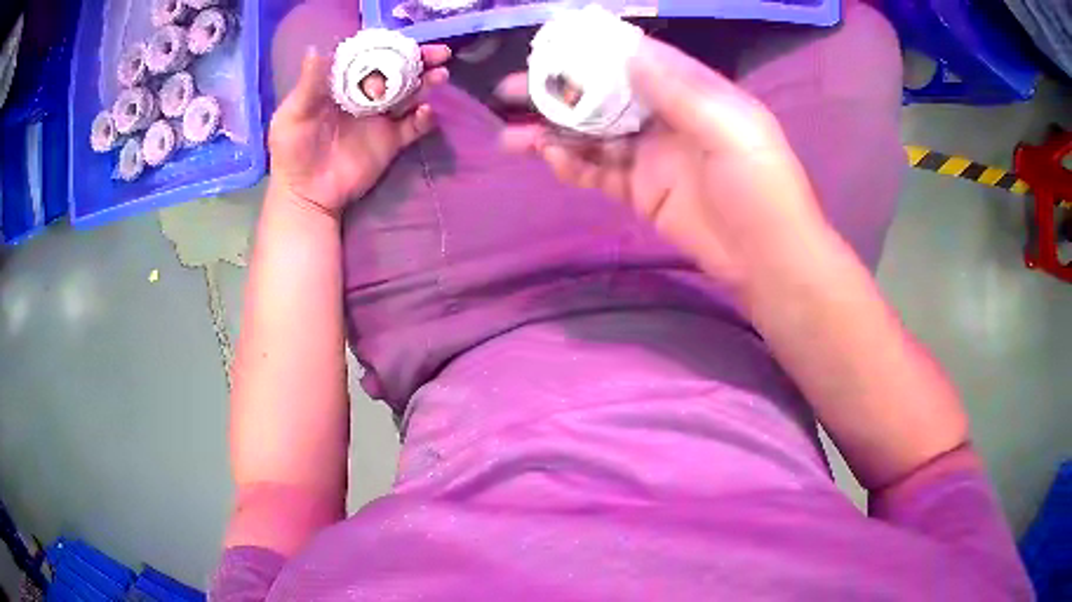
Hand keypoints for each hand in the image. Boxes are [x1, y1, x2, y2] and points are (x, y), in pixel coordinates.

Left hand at [269, 45, 450, 215]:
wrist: (306, 195)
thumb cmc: (293, 152)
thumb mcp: (292, 116)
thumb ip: (307, 85)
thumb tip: (315, 49)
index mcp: (344, 85)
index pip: (372, 58)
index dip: (390, 47)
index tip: (407, 40)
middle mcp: (366, 96)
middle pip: (398, 72)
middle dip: (420, 60)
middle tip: (440, 53)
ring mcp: (381, 119)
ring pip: (411, 95)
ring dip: (427, 84)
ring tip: (440, 76)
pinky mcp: (391, 141)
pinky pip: (415, 126)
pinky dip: (425, 118)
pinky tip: (426, 112)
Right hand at [498, 37, 822, 285]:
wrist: (767, 260)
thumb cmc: (760, 188)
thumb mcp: (730, 129)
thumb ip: (680, 90)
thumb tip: (630, 52)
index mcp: (693, 93)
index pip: (638, 60)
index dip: (596, 50)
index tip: (551, 45)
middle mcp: (667, 117)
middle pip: (605, 95)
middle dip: (560, 90)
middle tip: (511, 89)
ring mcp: (651, 156)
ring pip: (593, 134)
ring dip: (554, 131)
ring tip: (512, 135)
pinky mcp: (641, 192)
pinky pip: (599, 172)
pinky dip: (572, 165)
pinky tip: (550, 159)